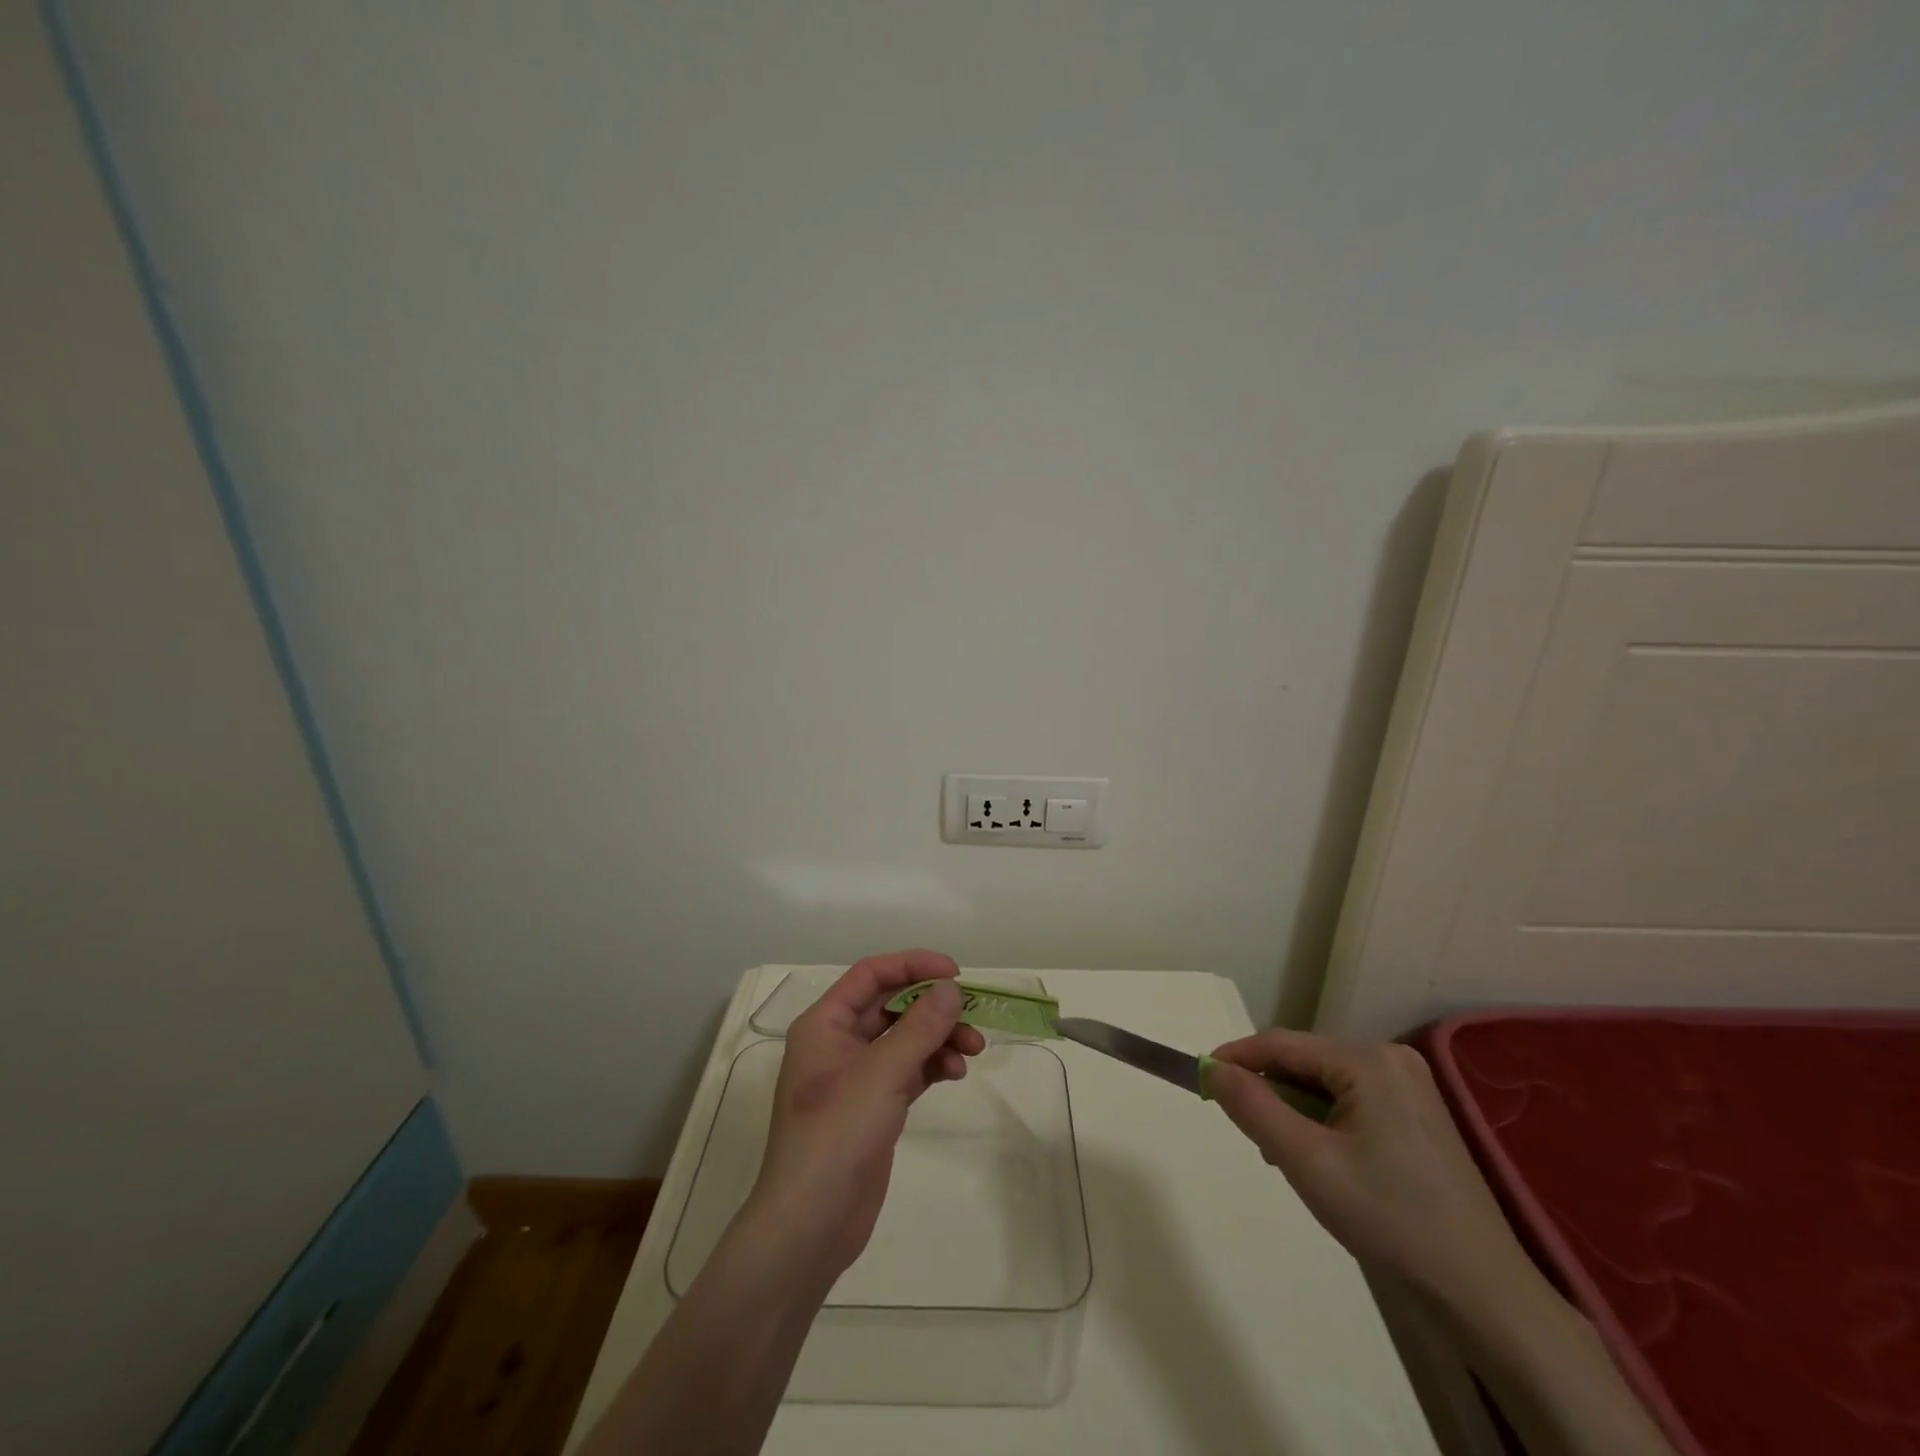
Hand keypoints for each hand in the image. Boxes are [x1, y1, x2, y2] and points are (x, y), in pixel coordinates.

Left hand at [746, 950, 985, 1281]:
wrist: (810, 1225)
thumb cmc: (836, 1135)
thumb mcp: (880, 1073)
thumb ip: (920, 1027)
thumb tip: (952, 989)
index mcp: (825, 1024)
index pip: (871, 974)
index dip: (912, 965)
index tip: (955, 973)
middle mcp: (838, 1043)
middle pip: (892, 1006)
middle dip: (933, 1007)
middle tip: (973, 1015)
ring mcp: (856, 1077)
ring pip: (904, 1039)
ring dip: (939, 1038)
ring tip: (973, 1050)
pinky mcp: (873, 1107)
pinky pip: (909, 1070)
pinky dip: (932, 1066)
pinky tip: (955, 1073)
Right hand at [1207, 1030, 1530, 1304]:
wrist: (1482, 1294)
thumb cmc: (1389, 1219)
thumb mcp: (1307, 1162)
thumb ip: (1254, 1108)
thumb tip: (1213, 1069)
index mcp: (1369, 1060)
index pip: (1282, 1044)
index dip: (1237, 1058)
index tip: (1201, 1078)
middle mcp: (1391, 1059)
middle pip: (1305, 1063)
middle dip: (1270, 1093)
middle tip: (1250, 1136)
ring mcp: (1410, 1087)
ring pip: (1326, 1084)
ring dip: (1296, 1112)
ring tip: (1286, 1158)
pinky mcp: (1419, 1115)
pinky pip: (1351, 1101)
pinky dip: (1325, 1122)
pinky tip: (1324, 1161)